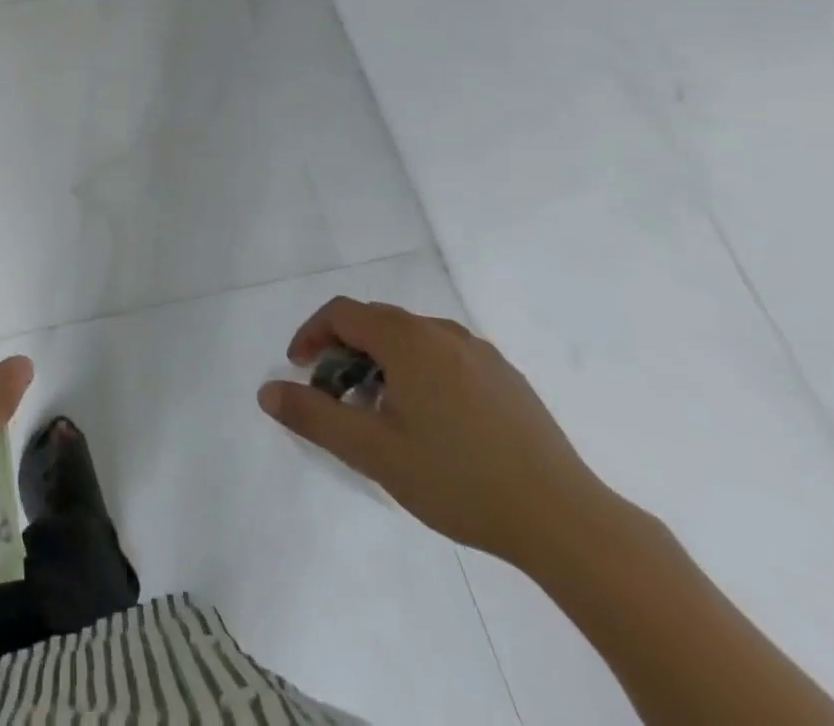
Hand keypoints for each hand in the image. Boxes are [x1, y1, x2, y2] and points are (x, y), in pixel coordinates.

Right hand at [257, 297, 611, 567]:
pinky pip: (446, 358)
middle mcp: (442, 332)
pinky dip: (420, 373)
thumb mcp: (372, 452)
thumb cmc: (458, 480)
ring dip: (383, 363)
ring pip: (413, 340)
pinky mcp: (508, 379)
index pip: (342, 312)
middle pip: (376, 322)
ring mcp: (480, 353)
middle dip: (345, 352)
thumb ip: (313, 416)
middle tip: (337, 398)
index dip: (312, 334)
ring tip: (382, 414)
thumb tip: (266, 391)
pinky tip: (434, 425)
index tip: (300, 369)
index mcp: (407, 339)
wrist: (566, 521)